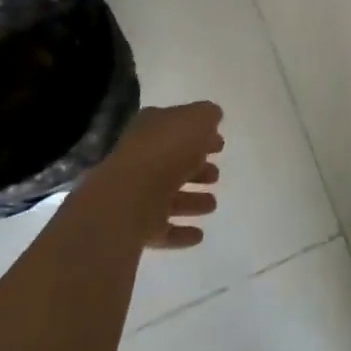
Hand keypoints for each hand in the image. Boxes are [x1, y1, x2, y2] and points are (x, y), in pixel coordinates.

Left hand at [101, 101, 223, 249]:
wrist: (129, 198)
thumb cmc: (166, 150)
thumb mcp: (197, 120)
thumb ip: (207, 115)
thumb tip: (212, 117)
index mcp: (152, 127)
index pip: (177, 126)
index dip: (200, 133)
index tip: (220, 144)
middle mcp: (141, 158)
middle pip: (172, 162)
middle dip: (196, 168)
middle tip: (216, 175)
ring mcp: (136, 193)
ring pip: (168, 196)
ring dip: (191, 201)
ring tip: (212, 205)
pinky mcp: (136, 227)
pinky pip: (162, 228)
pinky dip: (180, 231)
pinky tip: (199, 235)